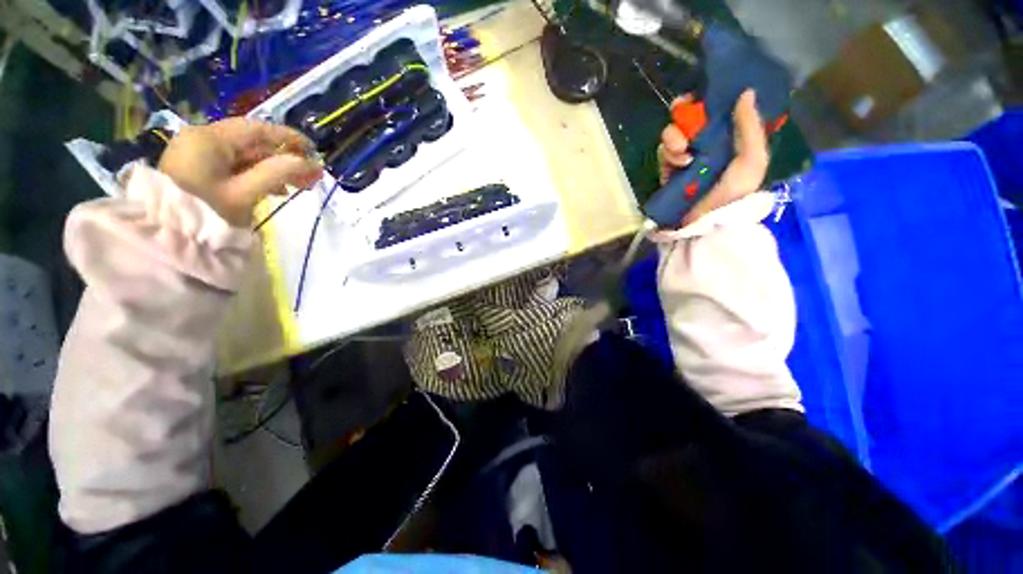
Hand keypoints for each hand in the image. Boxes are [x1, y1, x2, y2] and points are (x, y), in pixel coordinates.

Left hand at [159, 118, 322, 226]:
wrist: (166, 236)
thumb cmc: (206, 212)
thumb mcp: (245, 193)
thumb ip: (278, 173)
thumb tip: (310, 163)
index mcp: (209, 139)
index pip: (256, 130)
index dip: (288, 138)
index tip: (314, 152)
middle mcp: (202, 138)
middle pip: (251, 143)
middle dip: (283, 158)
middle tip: (310, 176)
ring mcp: (198, 153)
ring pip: (244, 155)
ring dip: (273, 168)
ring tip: (296, 186)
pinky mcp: (198, 168)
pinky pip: (233, 165)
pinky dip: (256, 174)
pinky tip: (273, 188)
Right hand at [658, 89, 768, 226]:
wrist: (704, 224)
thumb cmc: (732, 194)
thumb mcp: (752, 162)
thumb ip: (751, 129)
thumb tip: (746, 92)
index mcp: (730, 138)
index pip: (718, 109)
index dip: (709, 97)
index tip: (705, 93)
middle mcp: (707, 143)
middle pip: (690, 115)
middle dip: (685, 112)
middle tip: (684, 114)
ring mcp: (685, 156)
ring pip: (673, 131)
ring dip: (675, 137)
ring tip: (683, 152)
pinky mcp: (667, 169)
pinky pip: (663, 151)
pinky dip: (669, 153)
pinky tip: (679, 163)